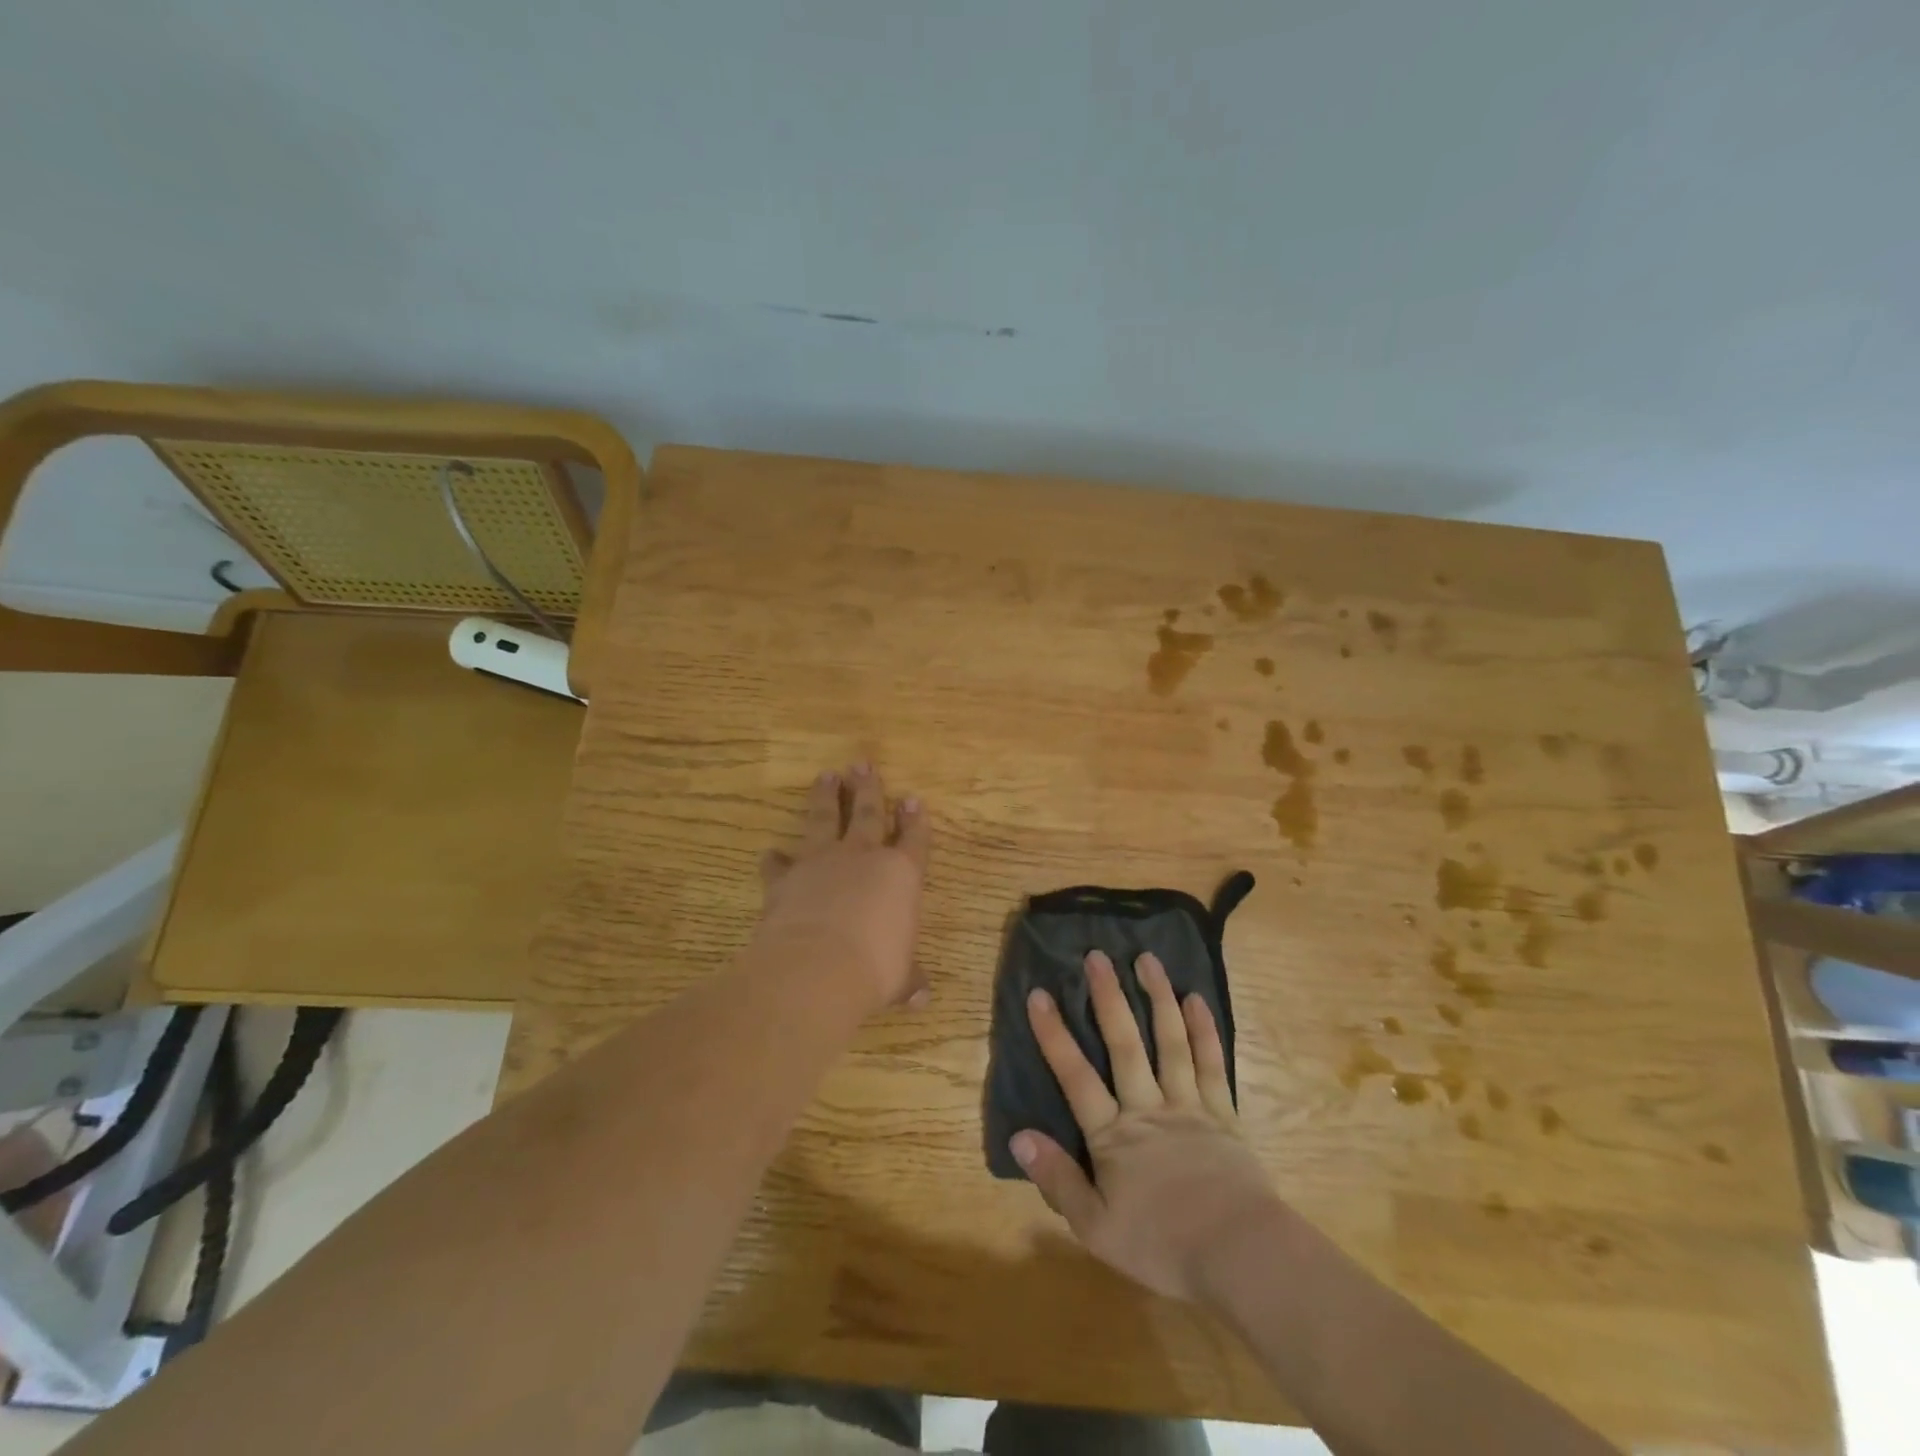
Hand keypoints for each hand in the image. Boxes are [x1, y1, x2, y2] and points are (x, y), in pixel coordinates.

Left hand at [753, 763, 930, 1012]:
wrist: (814, 969)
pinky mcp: (785, 878)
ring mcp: (821, 863)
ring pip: (823, 820)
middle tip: (863, 764)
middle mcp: (861, 858)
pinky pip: (780, 863)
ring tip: (826, 776)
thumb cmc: (873, 970)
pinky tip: (771, 852)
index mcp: (900, 875)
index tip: (913, 799)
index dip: (915, 820)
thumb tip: (922, 998)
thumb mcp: (899, 979)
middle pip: (868, 813)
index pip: (914, 839)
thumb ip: (909, 980)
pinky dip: (775, 859)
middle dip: (868, 788)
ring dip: (825, 798)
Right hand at [1012, 949, 1280, 1301]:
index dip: (1055, 1035)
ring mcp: (1188, 1106)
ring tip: (1147, 959)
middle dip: (1108, 998)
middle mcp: (1148, 1108)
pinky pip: (1211, 1064)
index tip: (1039, 994)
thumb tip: (1018, 1136)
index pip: (1076, 1077)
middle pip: (1124, 1044)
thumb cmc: (1163, 1245)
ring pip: (1170, 1042)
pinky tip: (1196, 999)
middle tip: (1096, 955)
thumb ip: (1057, 1179)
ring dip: (1157, 998)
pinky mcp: (1223, 1115)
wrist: (1242, 1257)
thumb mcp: (1096, 1227)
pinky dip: (1204, 1030)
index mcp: (1114, 1136)